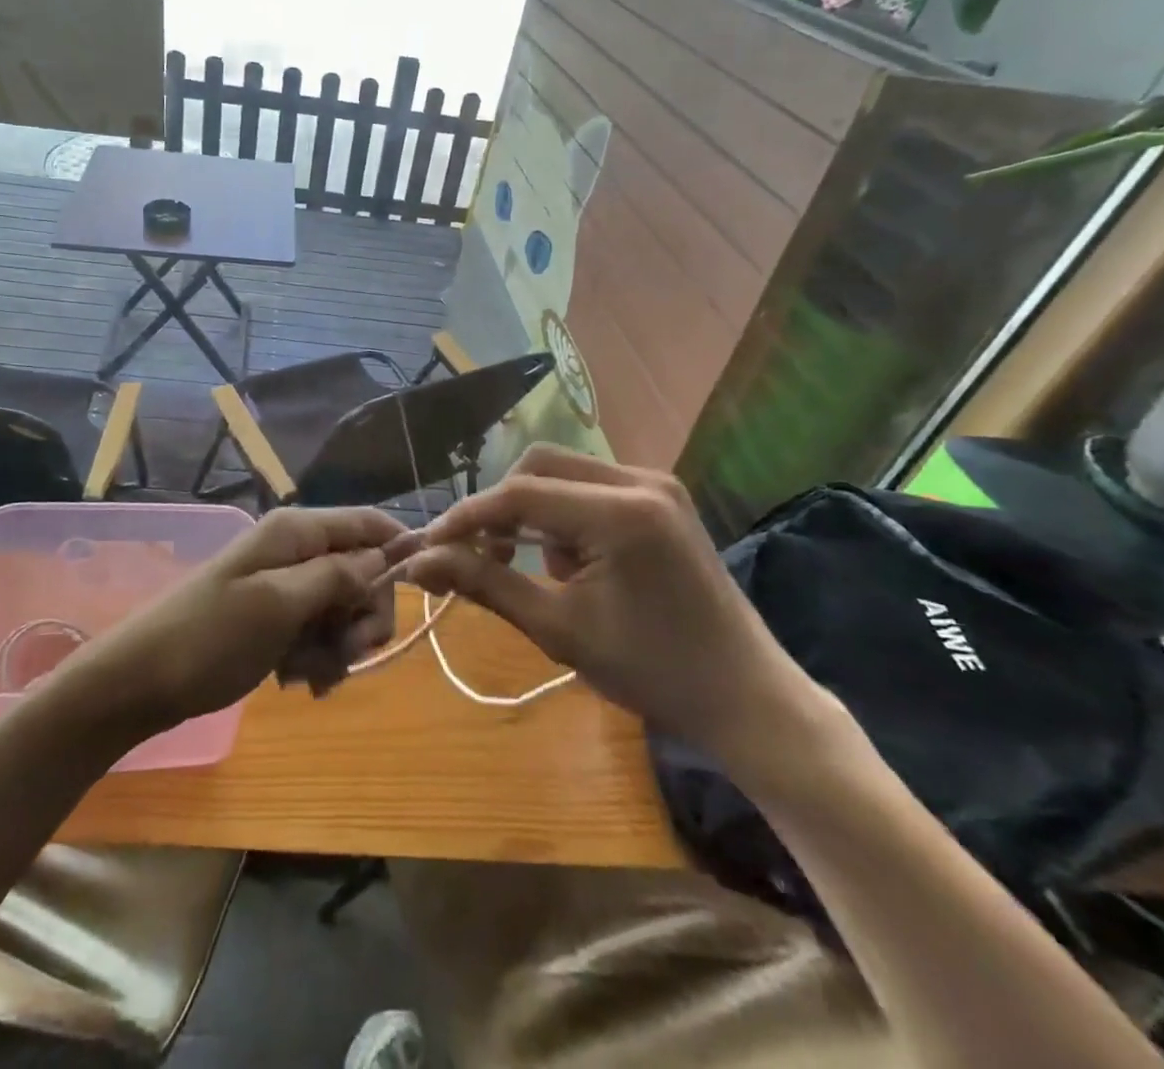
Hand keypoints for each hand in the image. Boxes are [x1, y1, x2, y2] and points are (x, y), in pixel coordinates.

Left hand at [71, 507, 405, 733]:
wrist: (137, 683)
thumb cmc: (208, 638)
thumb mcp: (278, 604)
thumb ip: (336, 576)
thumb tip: (384, 557)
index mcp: (295, 532)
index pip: (367, 523)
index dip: (399, 550)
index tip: (421, 593)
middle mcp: (293, 551)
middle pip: (361, 571)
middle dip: (365, 614)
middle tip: (350, 653)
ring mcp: (282, 586)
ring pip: (343, 608)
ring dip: (339, 645)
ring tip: (310, 676)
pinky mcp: (273, 619)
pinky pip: (317, 633)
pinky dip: (316, 658)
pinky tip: (296, 682)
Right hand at [400, 446, 832, 771]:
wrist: (746, 698)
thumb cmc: (652, 672)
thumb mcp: (558, 628)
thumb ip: (484, 583)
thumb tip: (417, 563)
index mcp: (621, 512)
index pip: (519, 493)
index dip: (466, 517)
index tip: (428, 546)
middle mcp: (640, 480)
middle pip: (539, 466)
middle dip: (499, 508)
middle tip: (479, 555)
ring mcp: (656, 484)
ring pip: (563, 472)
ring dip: (532, 511)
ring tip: (534, 569)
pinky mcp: (661, 498)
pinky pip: (590, 487)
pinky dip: (563, 516)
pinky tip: (569, 563)